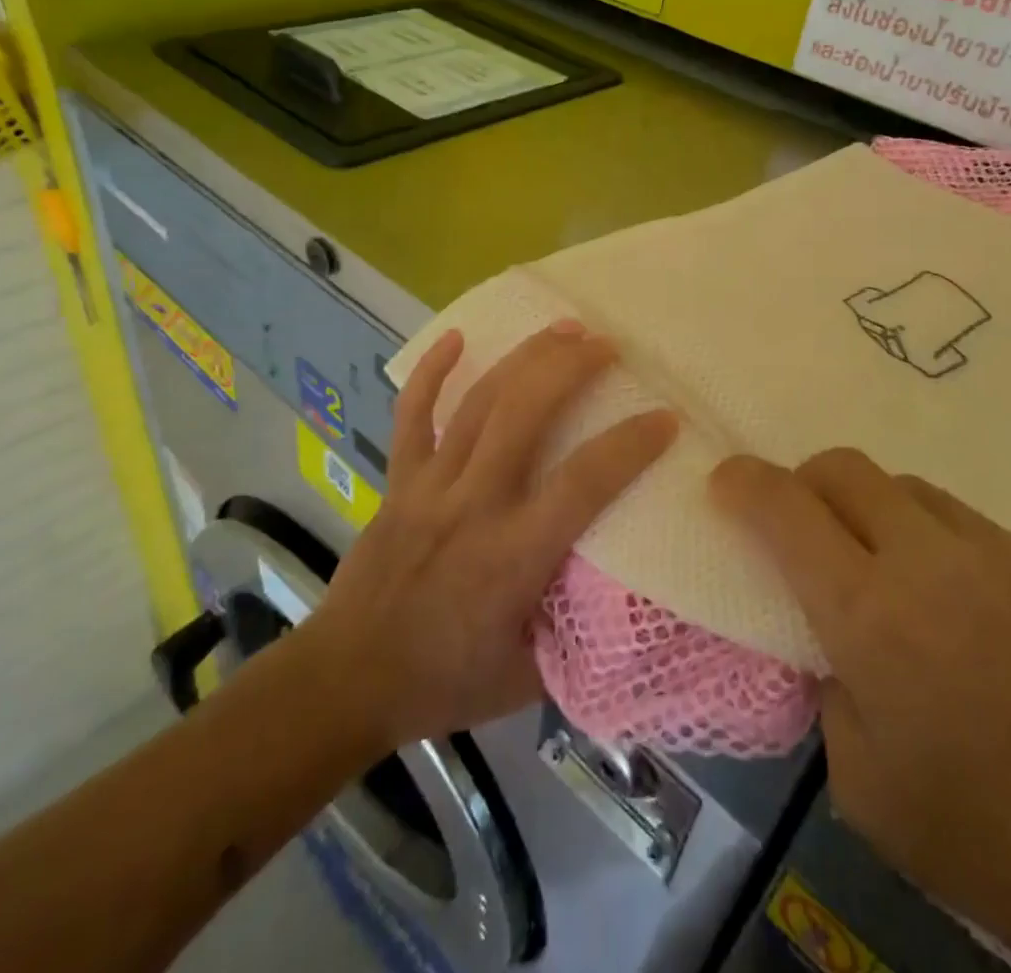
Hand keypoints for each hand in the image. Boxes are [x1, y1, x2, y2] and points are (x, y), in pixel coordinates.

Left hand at [299, 323, 676, 755]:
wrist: (345, 681)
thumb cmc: (444, 682)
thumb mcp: (530, 677)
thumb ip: (581, 633)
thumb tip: (630, 594)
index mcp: (513, 555)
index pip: (583, 483)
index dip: (630, 445)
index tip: (665, 418)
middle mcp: (473, 505)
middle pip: (523, 414)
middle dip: (569, 369)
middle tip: (607, 344)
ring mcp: (430, 486)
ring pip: (479, 404)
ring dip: (524, 359)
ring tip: (562, 328)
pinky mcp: (399, 480)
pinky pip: (413, 415)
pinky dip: (432, 373)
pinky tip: (456, 337)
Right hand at [712, 450, 1010, 968]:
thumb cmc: (989, 838)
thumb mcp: (863, 785)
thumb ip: (827, 687)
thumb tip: (829, 639)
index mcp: (869, 613)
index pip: (785, 510)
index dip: (744, 482)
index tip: (724, 481)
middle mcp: (929, 558)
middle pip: (847, 467)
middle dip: (807, 481)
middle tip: (803, 525)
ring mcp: (1000, 550)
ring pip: (911, 489)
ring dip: (879, 514)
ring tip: (895, 575)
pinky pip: (975, 530)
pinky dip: (948, 551)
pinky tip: (977, 616)